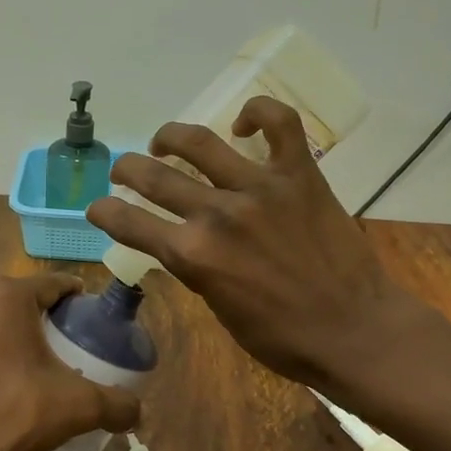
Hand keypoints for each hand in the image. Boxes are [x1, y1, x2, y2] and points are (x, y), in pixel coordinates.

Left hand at [0, 274, 140, 450]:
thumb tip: (139, 411)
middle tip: (69, 344)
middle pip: (22, 298)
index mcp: (7, 295)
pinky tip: (4, 377)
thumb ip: (117, 404)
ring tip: (38, 362)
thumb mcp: (78, 406)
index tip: (93, 318)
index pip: (54, 284)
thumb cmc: (15, 412)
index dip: (78, 299)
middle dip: (46, 316)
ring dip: (15, 332)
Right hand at [87, 96, 432, 388]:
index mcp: (192, 256)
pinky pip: (279, 124)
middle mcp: (217, 214)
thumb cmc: (282, 338)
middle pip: (153, 177)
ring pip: (200, 142)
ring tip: (164, 142)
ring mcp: (259, 188)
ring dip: (170, 137)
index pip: (129, 223)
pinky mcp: (299, 175)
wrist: (353, 331)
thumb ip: (194, 268)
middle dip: (126, 170)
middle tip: (123, 170)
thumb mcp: (219, 309)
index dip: (104, 211)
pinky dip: (258, 113)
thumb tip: (181, 243)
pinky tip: (243, 123)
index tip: (97, 206)